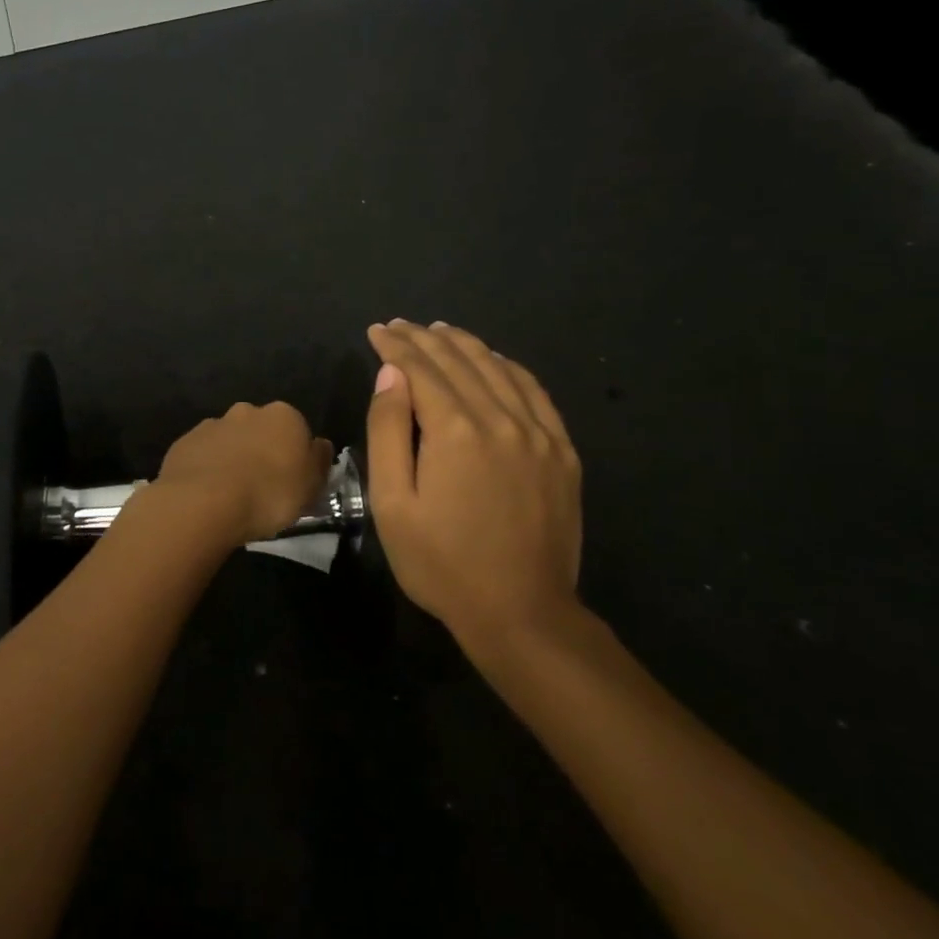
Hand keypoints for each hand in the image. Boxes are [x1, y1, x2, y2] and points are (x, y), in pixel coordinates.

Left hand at [150, 401, 333, 549]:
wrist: (203, 503)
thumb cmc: (269, 495)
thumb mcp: (311, 487)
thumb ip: (318, 461)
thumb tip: (319, 446)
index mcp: (284, 416)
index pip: (297, 430)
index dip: (295, 457)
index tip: (292, 482)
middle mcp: (247, 411)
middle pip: (261, 430)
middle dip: (262, 451)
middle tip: (262, 487)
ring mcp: (212, 424)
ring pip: (229, 440)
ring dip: (233, 458)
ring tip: (231, 494)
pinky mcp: (184, 442)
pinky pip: (203, 454)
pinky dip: (207, 468)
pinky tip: (207, 494)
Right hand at [365, 320, 583, 650]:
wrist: (521, 613)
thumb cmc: (442, 563)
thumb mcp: (393, 504)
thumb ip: (388, 432)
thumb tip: (390, 376)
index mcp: (455, 431)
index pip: (421, 369)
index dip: (395, 346)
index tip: (376, 331)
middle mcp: (501, 419)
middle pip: (459, 361)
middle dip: (424, 338)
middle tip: (399, 326)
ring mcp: (539, 433)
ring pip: (497, 368)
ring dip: (464, 344)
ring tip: (439, 331)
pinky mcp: (562, 451)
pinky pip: (534, 391)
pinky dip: (507, 367)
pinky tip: (493, 361)